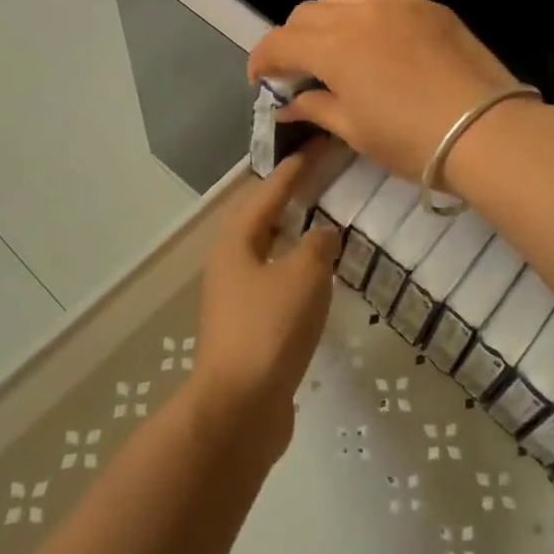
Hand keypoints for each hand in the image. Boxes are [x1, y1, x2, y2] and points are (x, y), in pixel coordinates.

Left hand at [191, 151, 340, 454]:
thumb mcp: (303, 275)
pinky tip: (317, 274)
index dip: (295, 167)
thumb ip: (317, 245)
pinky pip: (275, 279)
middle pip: (261, 216)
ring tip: (321, 217)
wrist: (240, 408)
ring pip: (267, 249)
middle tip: (320, 175)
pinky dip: (295, 266)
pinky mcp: (248, 325)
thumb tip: (323, 233)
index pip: (269, 190)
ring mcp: (236, 295)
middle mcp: (230, 261)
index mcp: (237, 240)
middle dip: (288, 194)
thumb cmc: (270, 329)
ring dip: (292, 231)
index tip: (317, 144)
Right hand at [247, 0, 526, 181]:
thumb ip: (317, 108)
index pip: (279, 41)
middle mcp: (359, 13)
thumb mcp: (356, 131)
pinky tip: (379, 42)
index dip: (262, 60)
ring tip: (336, 47)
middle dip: (292, 38)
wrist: (488, 131)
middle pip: (306, 12)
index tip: (261, 80)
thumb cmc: (413, 141)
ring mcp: (397, 3)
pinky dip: (365, 13)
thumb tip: (289, 105)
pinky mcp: (428, 5)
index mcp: (333, 46)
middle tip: (299, 69)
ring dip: (326, 17)